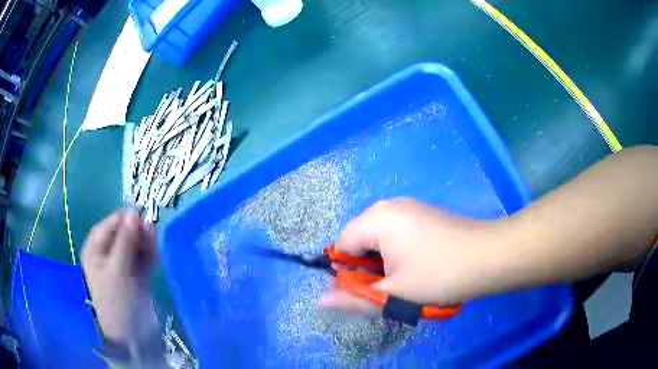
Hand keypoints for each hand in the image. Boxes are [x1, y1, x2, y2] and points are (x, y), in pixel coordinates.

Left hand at [82, 210, 157, 343]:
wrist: (132, 337)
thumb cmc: (117, 302)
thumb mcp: (118, 270)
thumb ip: (126, 241)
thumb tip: (135, 212)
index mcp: (96, 248)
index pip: (111, 224)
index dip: (127, 220)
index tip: (145, 220)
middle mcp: (108, 253)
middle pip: (125, 233)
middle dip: (139, 233)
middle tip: (154, 235)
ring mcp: (123, 265)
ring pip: (137, 245)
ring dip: (147, 243)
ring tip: (157, 247)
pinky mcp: (137, 275)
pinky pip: (144, 258)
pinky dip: (151, 255)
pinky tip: (158, 256)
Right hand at [319, 197, 502, 314]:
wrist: (490, 257)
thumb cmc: (439, 275)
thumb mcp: (394, 294)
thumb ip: (353, 298)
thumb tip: (320, 301)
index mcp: (377, 218)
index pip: (342, 246)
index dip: (348, 273)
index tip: (368, 292)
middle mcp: (389, 206)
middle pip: (361, 241)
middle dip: (368, 269)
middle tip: (390, 289)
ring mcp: (410, 208)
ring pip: (380, 240)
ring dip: (384, 264)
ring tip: (406, 281)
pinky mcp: (425, 215)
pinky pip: (398, 235)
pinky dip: (399, 254)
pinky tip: (420, 268)